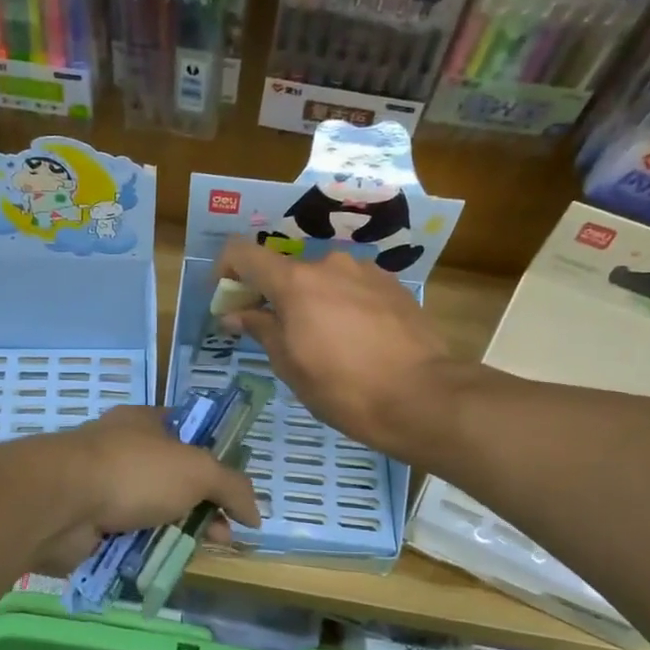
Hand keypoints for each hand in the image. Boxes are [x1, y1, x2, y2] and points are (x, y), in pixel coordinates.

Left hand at [31, 406, 260, 574]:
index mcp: (147, 423)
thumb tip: (255, 514)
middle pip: (176, 479)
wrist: (60, 504)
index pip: (191, 434)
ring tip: (198, 552)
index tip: (236, 491)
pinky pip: (130, 537)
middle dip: (203, 506)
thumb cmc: (133, 472)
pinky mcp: (90, 523)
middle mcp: (125, 450)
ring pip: (154, 511)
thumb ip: (232, 487)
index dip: (218, 459)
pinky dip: (148, 549)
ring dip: (177, 532)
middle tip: (223, 534)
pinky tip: (165, 562)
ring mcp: (105, 487)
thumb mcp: (197, 470)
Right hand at [218, 237, 456, 454]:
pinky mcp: (393, 285)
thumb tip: (236, 313)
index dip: (226, 270)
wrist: (423, 396)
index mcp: (295, 282)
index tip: (227, 299)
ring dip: (311, 301)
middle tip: (275, 333)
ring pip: (322, 279)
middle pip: (285, 270)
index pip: (242, 253)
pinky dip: (341, 304)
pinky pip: (352, 287)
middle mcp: (328, 264)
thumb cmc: (344, 388)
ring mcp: (365, 271)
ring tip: (322, 341)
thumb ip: (261, 330)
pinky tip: (354, 339)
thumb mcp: (291, 366)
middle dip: (272, 296)